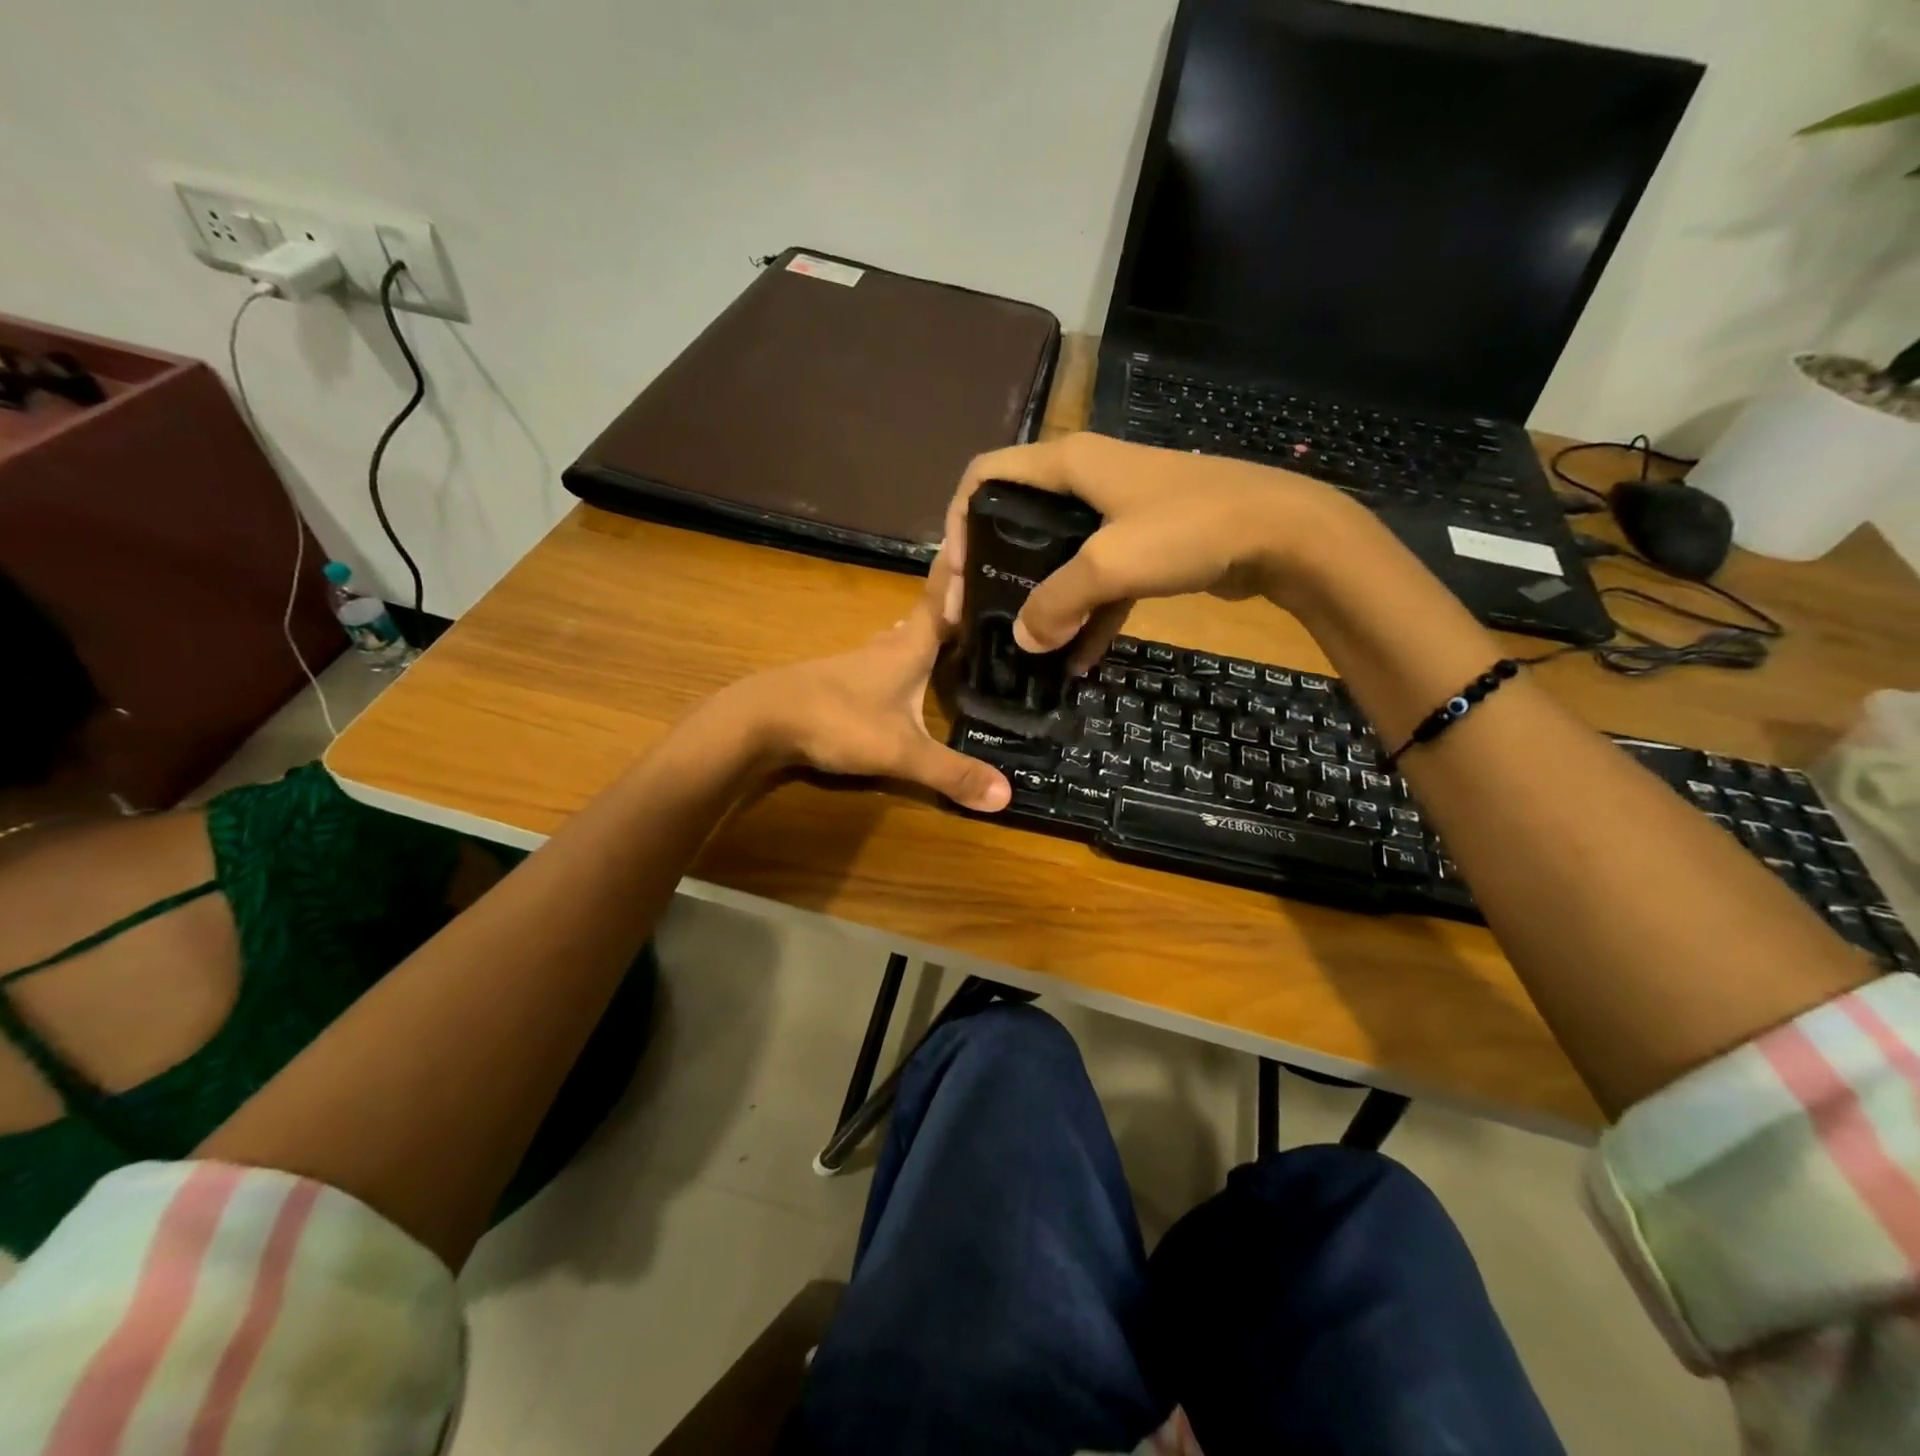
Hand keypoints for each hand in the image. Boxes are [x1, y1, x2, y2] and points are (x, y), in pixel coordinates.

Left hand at [722, 596, 1010, 812]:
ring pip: (899, 639)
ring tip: (949, 635)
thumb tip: (1008, 796)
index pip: (941, 598)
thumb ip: (952, 772)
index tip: (979, 536)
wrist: (762, 721)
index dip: (960, 570)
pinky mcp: (838, 681)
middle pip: (923, 617)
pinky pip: (881, 661)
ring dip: (922, 634)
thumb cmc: (838, 719)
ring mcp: (858, 662)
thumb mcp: (901, 751)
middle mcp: (885, 645)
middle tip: (983, 603)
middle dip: (950, 607)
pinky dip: (900, 659)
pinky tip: (901, 675)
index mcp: (909, 646)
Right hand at [942, 432, 1364, 665]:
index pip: (985, 476)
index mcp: (1066, 465)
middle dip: (993, 571)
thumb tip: (1023, 641)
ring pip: (1056, 558)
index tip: (958, 576)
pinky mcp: (1142, 547)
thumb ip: (1056, 601)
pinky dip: (1086, 618)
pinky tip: (1077, 662)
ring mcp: (1114, 515)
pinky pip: (1098, 583)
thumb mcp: (1109, 563)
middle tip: (978, 618)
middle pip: (1015, 521)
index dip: (958, 521)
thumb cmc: (1189, 527)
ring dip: (1040, 602)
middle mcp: (1083, 482)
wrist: (1283, 533)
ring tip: (1022, 649)